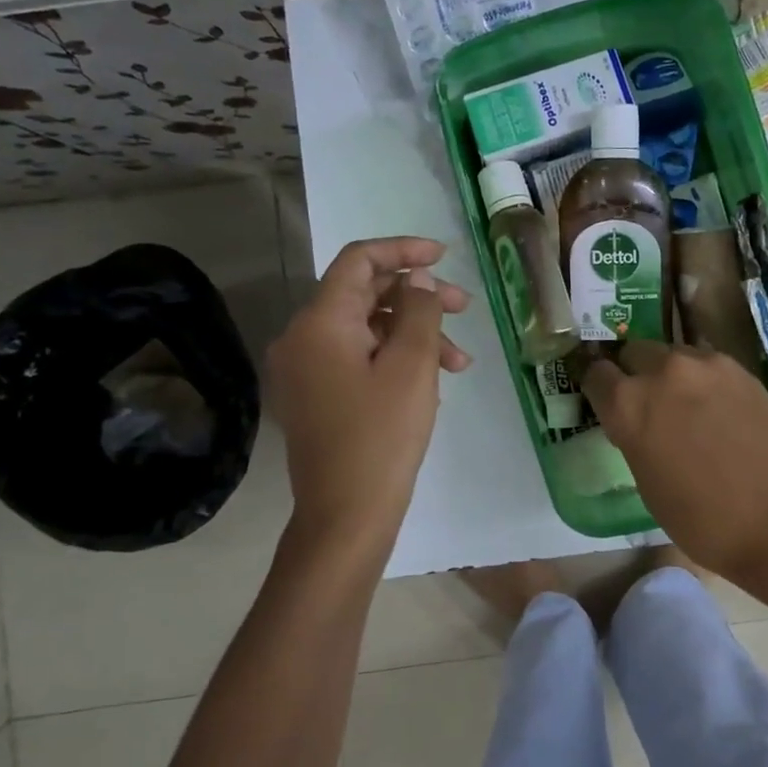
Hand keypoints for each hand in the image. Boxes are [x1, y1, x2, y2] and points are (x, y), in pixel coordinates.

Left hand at [268, 237, 470, 552]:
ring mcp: (305, 370)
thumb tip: (419, 279)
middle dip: (418, 298)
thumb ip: (420, 310)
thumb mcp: (412, 366)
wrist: (346, 516)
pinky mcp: (314, 396)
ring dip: (414, 334)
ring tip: (459, 363)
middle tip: (465, 308)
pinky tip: (431, 382)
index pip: (358, 261)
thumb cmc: (382, 436)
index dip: (403, 250)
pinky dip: (394, 359)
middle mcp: (302, 338)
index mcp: (319, 323)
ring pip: (366, 330)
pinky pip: (356, 359)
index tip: (444, 256)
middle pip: (363, 295)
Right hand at [580, 341, 767, 577]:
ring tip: (686, 404)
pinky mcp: (738, 368)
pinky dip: (702, 379)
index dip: (600, 389)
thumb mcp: (646, 481)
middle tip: (649, 404)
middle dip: (634, 374)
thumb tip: (636, 422)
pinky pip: (706, 363)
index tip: (607, 401)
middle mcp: (661, 372)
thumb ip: (633, 436)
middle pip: (634, 353)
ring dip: (670, 373)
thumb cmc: (701, 518)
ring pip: (672, 355)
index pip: (596, 374)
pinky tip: (716, 407)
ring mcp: (704, 364)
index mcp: (627, 404)